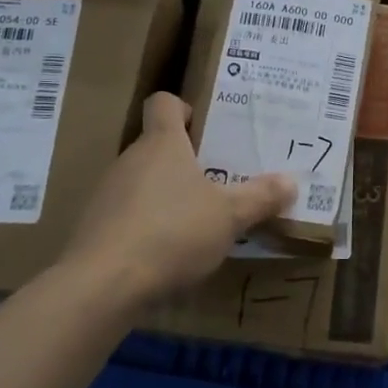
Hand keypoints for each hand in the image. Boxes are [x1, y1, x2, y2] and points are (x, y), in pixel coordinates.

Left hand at [67, 93, 294, 307]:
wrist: (104, 284)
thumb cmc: (173, 233)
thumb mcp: (229, 217)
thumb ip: (261, 197)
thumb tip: (290, 181)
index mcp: (162, 144)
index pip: (164, 103)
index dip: (184, 108)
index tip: (205, 127)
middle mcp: (130, 160)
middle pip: (158, 146)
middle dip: (187, 161)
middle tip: (219, 181)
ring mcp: (108, 193)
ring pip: (144, 182)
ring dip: (168, 195)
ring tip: (198, 221)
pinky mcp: (96, 227)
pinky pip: (129, 214)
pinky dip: (149, 225)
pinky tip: (168, 252)